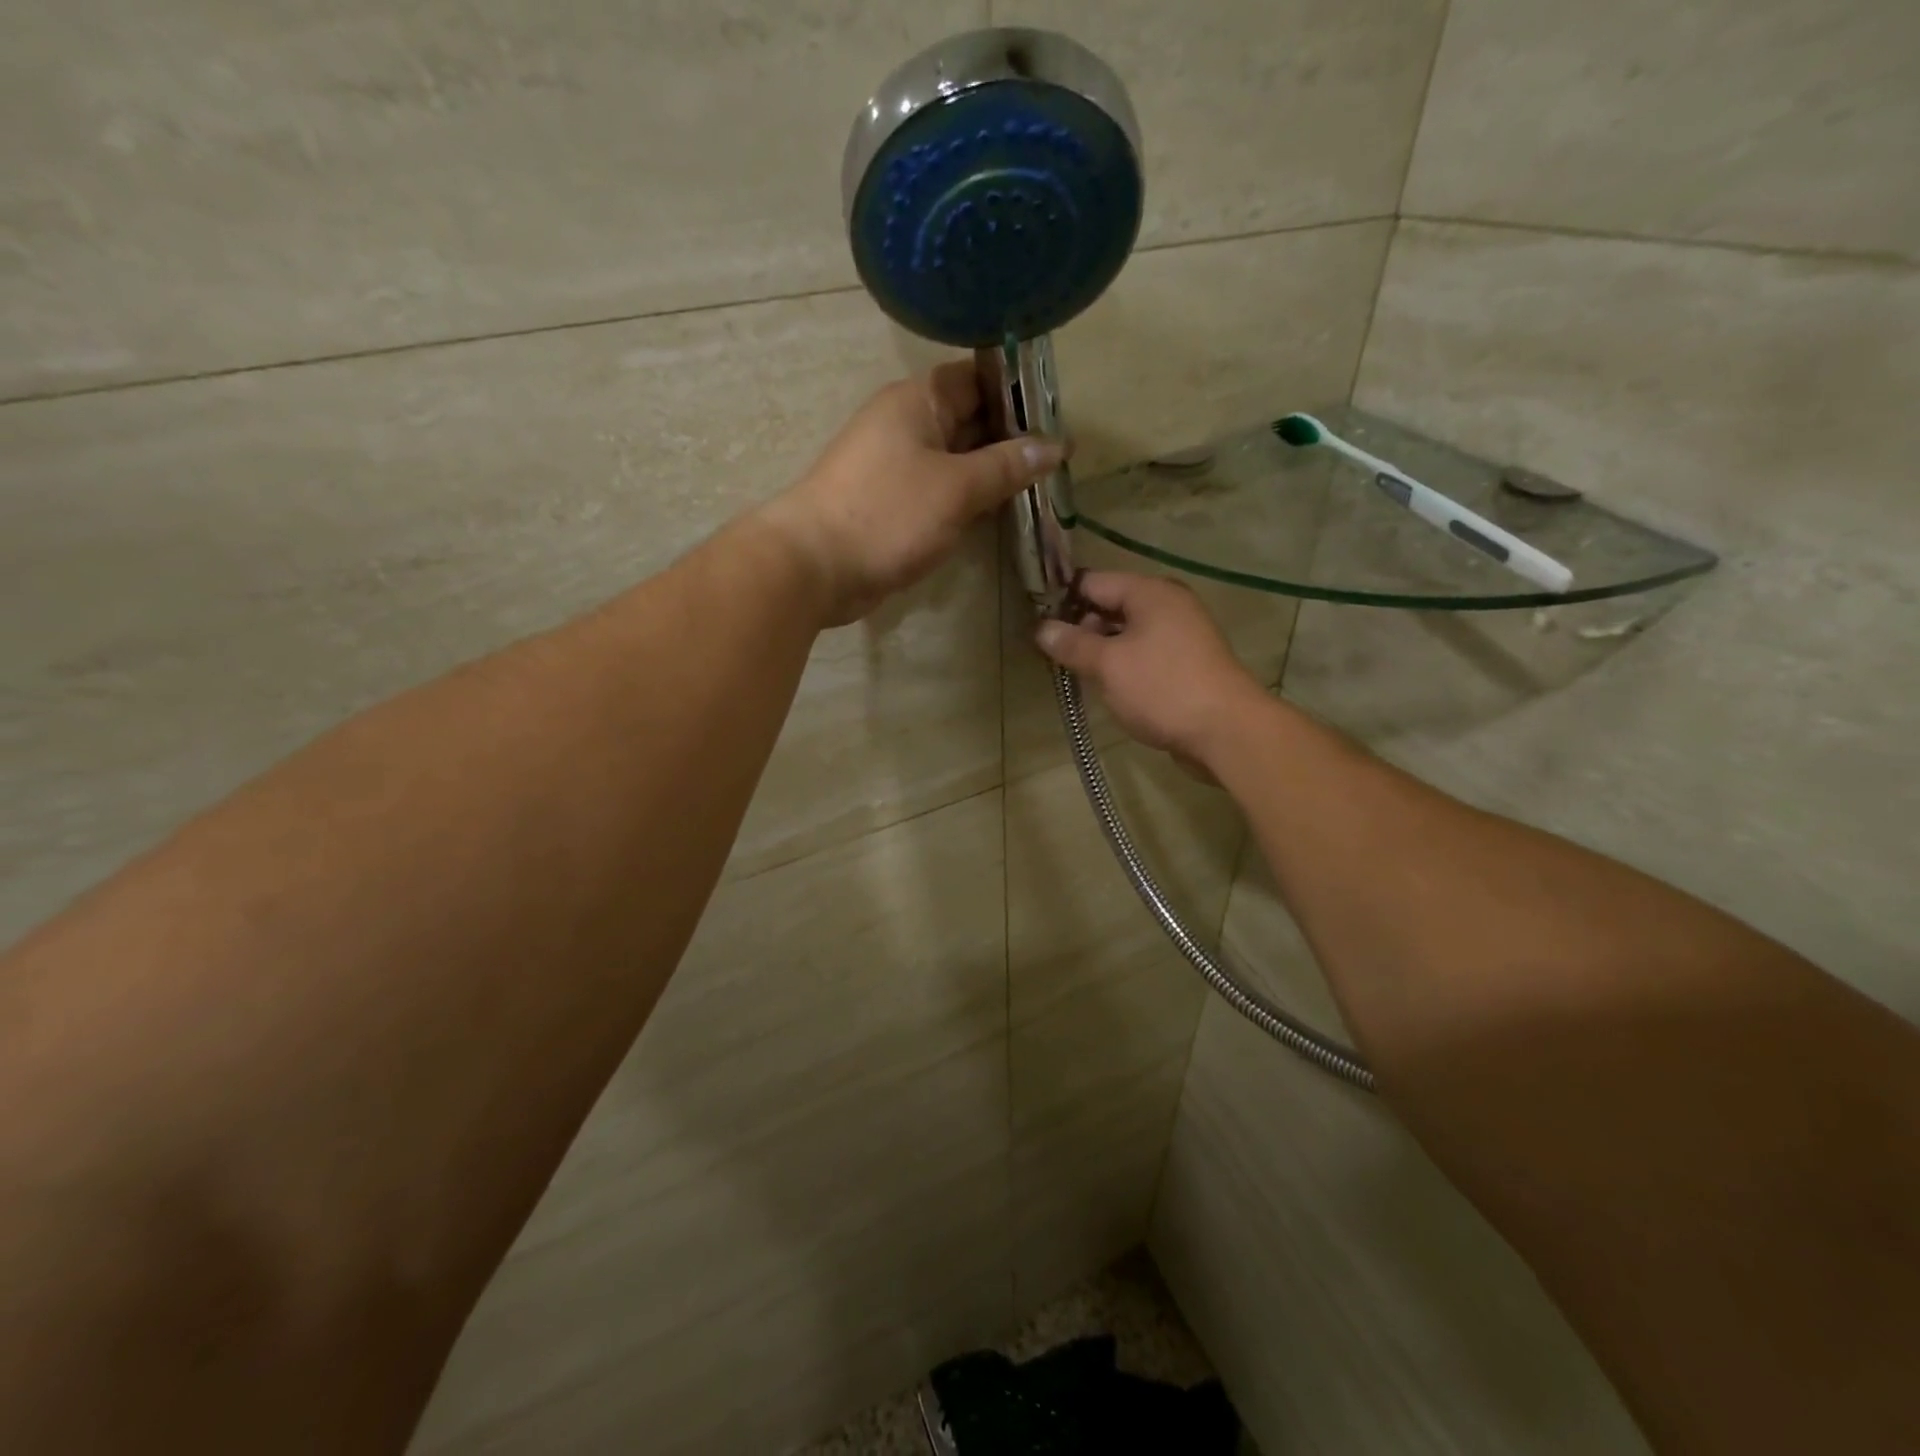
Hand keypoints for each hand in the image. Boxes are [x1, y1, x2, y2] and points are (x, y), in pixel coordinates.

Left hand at [759, 363, 1064, 625]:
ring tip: (1043, 486)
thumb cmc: (888, 514)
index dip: (1018, 391)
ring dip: (993, 473)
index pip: (977, 377)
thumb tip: (1054, 446)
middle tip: (1061, 459)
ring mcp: (898, 467)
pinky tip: (1001, 513)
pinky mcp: (893, 505)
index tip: (1059, 414)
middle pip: (970, 419)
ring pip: (957, 460)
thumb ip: (1007, 465)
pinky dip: (969, 500)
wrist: (815, 567)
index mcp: (918, 401)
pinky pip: (941, 492)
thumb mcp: (957, 487)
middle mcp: (907, 425)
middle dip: (1013, 437)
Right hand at [1035, 573, 1267, 764]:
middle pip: (1112, 605)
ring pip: (1128, 632)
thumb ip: (1072, 644)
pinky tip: (1110, 687)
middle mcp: (1168, 604)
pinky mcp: (1187, 663)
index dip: (1062, 600)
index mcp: (1150, 592)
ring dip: (1102, 649)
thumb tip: (1041, 628)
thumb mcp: (1108, 665)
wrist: (1227, 731)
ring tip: (1077, 674)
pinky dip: (1125, 664)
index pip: (1093, 581)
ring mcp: (1182, 634)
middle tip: (1054, 656)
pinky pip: (1145, 653)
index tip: (1037, 624)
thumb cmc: (1162, 688)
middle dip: (1082, 628)